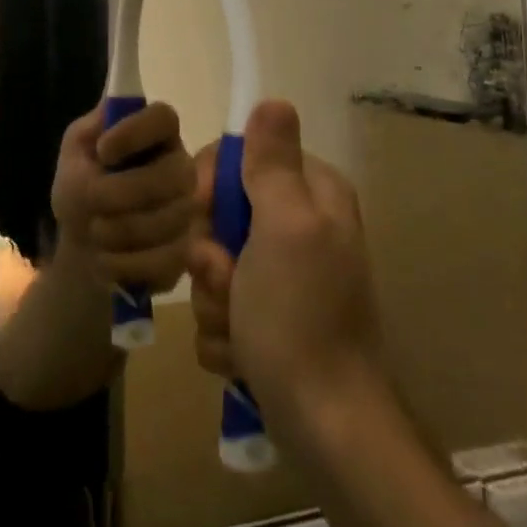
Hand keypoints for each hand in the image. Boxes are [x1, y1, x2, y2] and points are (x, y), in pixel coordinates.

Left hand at [50, 102, 197, 292]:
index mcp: (155, 134)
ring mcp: (188, 210)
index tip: (102, 151)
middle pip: (173, 173)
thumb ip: (91, 130)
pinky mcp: (187, 251)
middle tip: (91, 203)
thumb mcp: (75, 152)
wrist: (84, 242)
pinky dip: (125, 263)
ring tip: (94, 232)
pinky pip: (165, 259)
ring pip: (169, 220)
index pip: (163, 117)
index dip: (135, 132)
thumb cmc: (81, 185)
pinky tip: (106, 259)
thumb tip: (111, 103)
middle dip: (123, 193)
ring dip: (119, 230)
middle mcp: (180, 166)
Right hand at [188, 100, 382, 432]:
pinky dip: (223, 331)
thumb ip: (274, 164)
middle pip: (218, 213)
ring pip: (212, 262)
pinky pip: (219, 304)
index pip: (237, 157)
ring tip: (239, 328)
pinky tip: (243, 353)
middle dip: (209, 253)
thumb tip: (274, 99)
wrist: (324, 426)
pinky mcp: (266, 317)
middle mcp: (299, 227)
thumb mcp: (286, 228)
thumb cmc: (300, 318)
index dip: (209, 184)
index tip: (203, 214)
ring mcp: (282, 276)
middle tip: (226, 279)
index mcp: (311, 195)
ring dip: (212, 297)